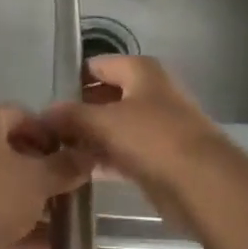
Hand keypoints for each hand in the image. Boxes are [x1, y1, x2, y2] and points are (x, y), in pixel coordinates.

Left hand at [0, 105, 91, 248]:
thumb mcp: (39, 178)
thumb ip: (65, 166)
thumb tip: (88, 156)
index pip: (21, 114)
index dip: (49, 131)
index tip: (71, 153)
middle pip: (14, 152)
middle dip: (45, 171)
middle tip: (71, 187)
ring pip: (7, 188)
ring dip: (36, 204)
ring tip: (66, 221)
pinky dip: (22, 231)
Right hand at [38, 56, 228, 212]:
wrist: (203, 183)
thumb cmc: (153, 138)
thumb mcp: (104, 122)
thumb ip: (71, 116)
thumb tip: (44, 114)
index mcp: (140, 70)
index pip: (97, 65)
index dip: (72, 80)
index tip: (47, 102)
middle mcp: (150, 91)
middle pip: (106, 96)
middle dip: (79, 112)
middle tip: (49, 132)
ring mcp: (157, 124)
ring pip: (115, 126)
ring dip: (90, 138)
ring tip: (58, 153)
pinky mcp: (160, 156)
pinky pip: (125, 151)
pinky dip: (105, 158)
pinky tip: (81, 170)